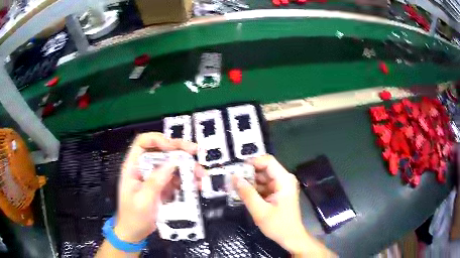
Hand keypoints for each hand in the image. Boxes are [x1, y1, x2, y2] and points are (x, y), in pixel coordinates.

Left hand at [114, 133, 203, 242]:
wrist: (135, 233)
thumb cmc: (134, 217)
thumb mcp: (143, 201)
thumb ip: (156, 182)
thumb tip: (172, 163)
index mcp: (133, 167)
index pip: (143, 143)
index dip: (158, 139)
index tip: (173, 147)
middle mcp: (144, 168)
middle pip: (161, 150)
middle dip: (179, 150)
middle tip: (195, 151)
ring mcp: (155, 177)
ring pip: (172, 164)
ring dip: (187, 167)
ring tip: (201, 175)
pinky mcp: (163, 187)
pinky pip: (177, 178)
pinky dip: (188, 180)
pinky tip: (197, 185)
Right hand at [233, 155, 333, 256]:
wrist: (290, 237)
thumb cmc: (279, 225)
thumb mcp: (260, 211)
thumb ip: (247, 193)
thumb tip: (234, 177)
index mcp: (284, 180)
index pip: (267, 161)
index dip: (252, 162)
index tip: (236, 169)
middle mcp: (284, 180)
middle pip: (264, 169)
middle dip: (248, 173)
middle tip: (232, 180)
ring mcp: (281, 186)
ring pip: (262, 178)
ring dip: (249, 182)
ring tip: (234, 187)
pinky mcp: (277, 193)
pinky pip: (263, 186)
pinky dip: (253, 189)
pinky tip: (242, 194)